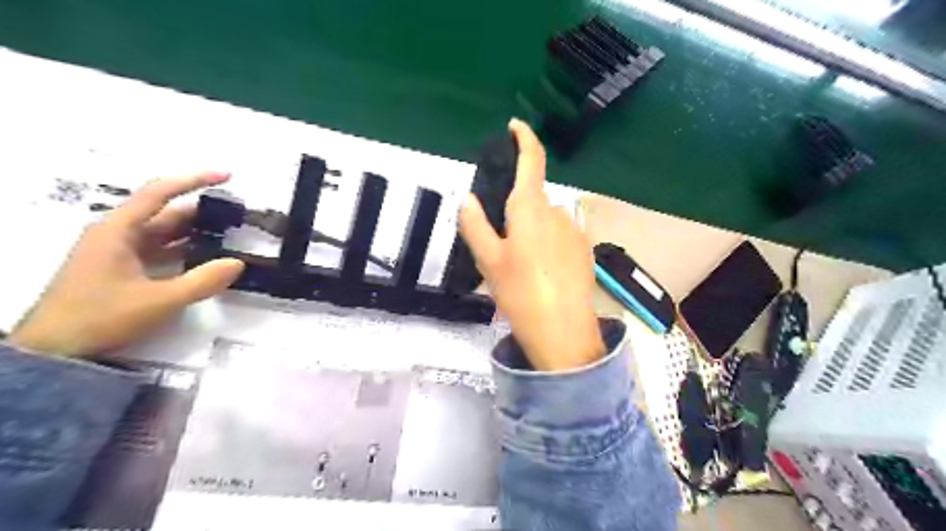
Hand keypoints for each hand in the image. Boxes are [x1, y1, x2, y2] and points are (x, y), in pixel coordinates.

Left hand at [8, 173, 242, 356]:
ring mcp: (117, 252)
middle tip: (236, 215)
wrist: (54, 351)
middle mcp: (116, 234)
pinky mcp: (120, 269)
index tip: (227, 176)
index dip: (194, 180)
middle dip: (201, 211)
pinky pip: (158, 250)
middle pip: (164, 212)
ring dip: (194, 232)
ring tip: (228, 234)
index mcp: (118, 230)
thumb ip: (203, 281)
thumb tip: (238, 263)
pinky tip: (204, 257)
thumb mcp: (160, 300)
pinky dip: (182, 249)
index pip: (159, 192)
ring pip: (162, 233)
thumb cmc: (102, 317)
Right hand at [461, 118, 605, 370]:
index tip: (515, 127)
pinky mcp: (584, 251)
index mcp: (531, 208)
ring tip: (519, 267)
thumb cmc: (520, 292)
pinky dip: (546, 245)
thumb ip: (475, 225)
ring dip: (530, 231)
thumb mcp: (488, 260)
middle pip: (532, 199)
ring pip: (545, 221)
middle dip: (515, 212)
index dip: (524, 138)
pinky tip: (540, 275)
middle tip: (499, 246)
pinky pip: (559, 237)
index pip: (532, 160)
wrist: (563, 332)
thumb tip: (468, 199)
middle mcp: (557, 213)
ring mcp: (574, 232)